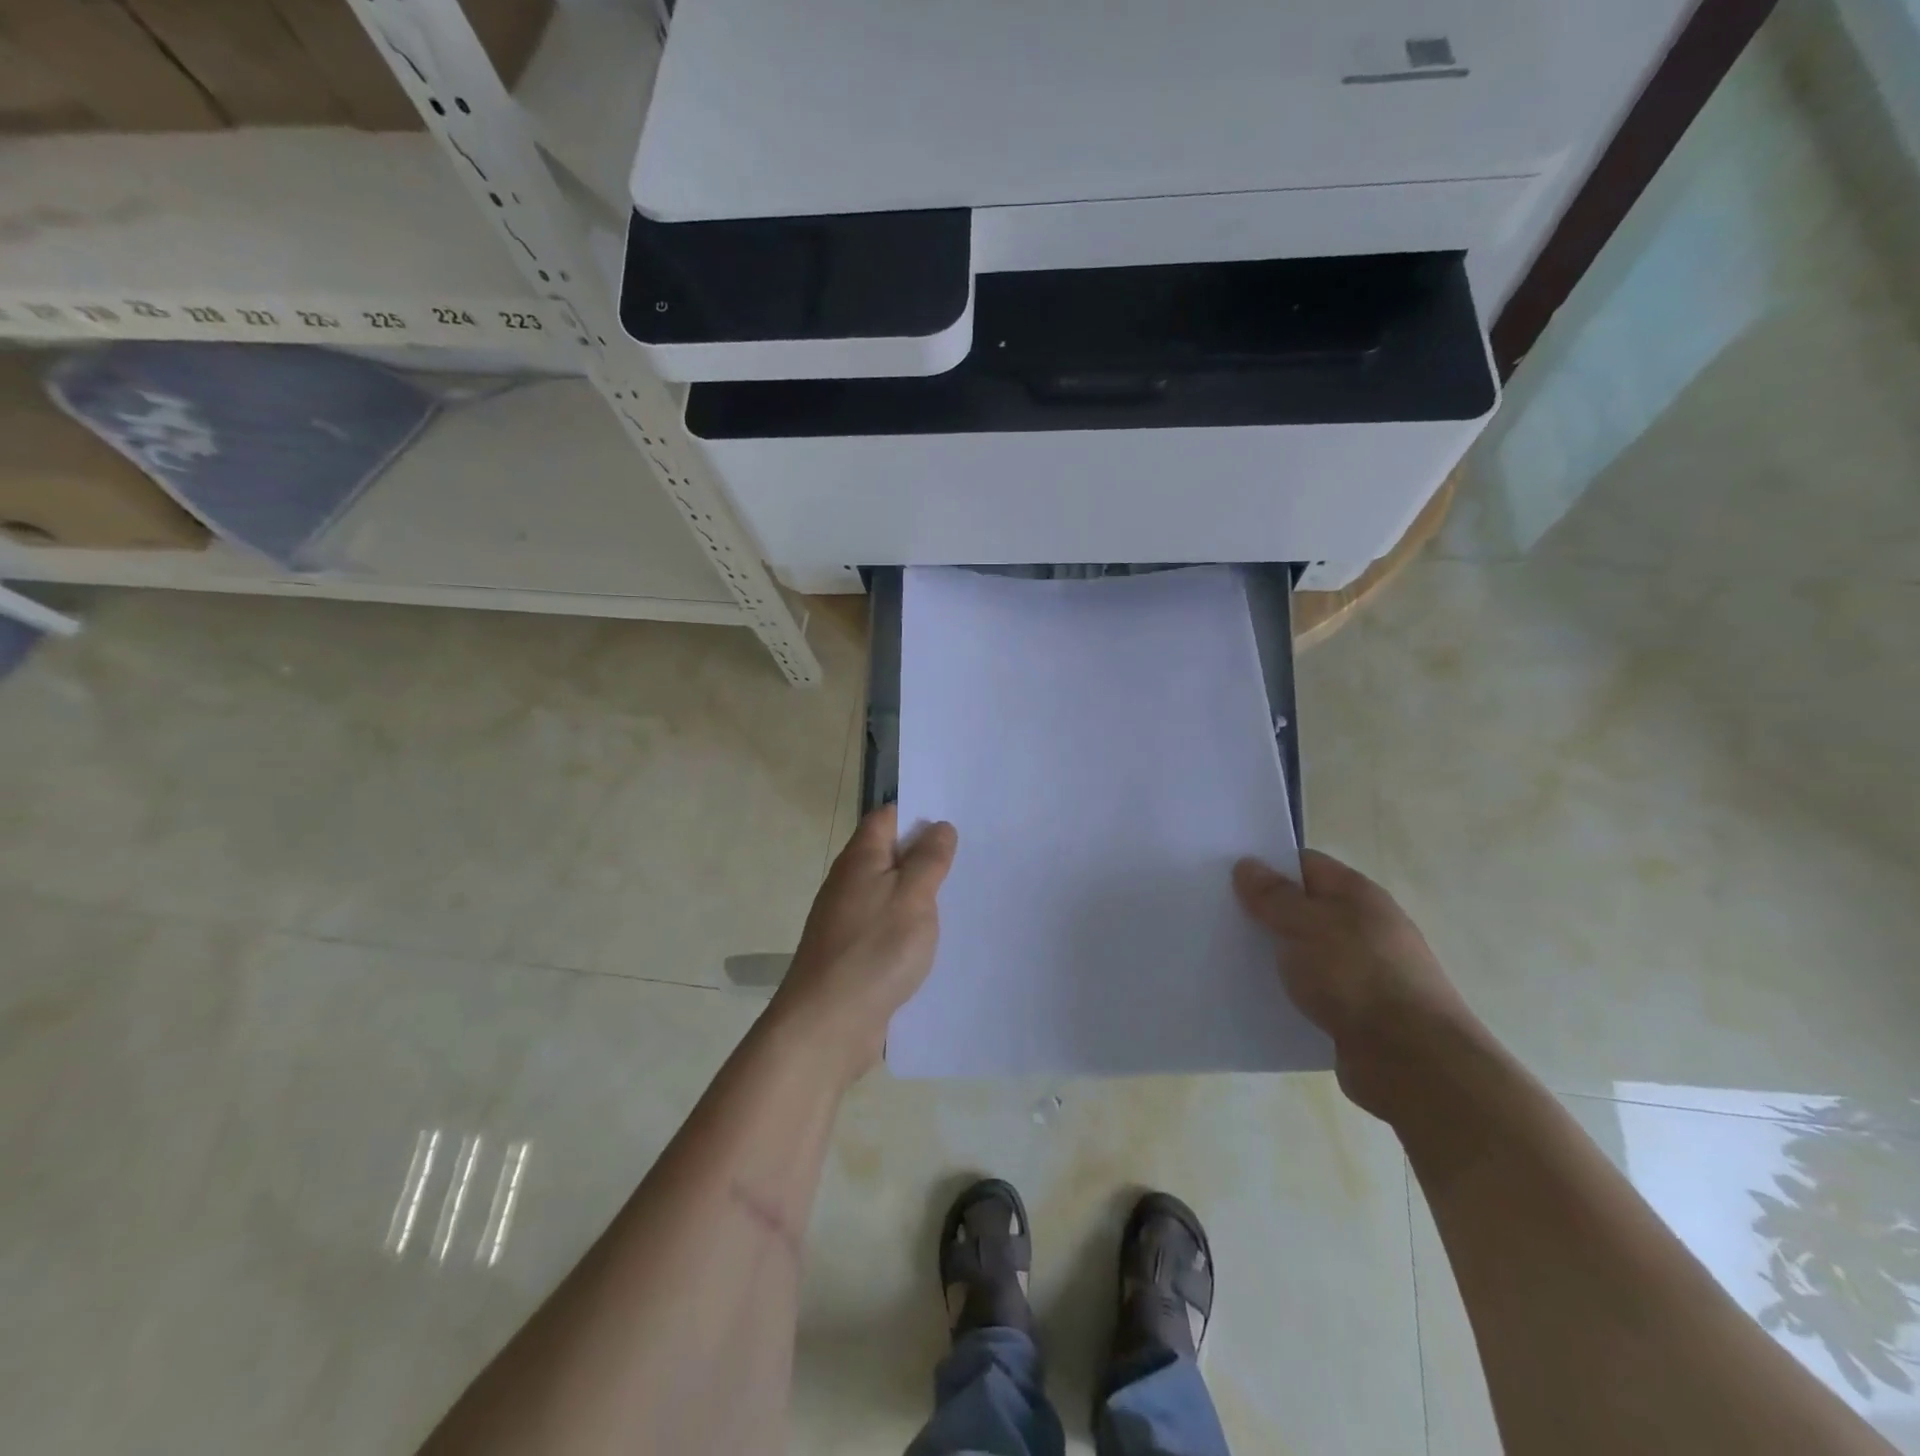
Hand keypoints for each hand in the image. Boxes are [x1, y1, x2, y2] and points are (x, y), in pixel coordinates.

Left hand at [770, 805, 958, 1085]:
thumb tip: (939, 826)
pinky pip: (887, 927)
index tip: (956, 818)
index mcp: (860, 859)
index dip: (919, 812)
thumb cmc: (874, 950)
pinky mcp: (854, 954)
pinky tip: (936, 940)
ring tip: (963, 895)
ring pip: (891, 893)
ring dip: (921, 894)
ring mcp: (849, 920)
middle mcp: (849, 883)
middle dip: (926, 854)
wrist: (827, 1025)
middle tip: (972, 856)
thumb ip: (928, 860)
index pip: (887, 817)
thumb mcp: (912, 897)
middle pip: (890, 855)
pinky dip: (910, 927)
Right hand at [1233, 850, 1479, 1120]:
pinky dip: (1287, 991)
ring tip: (1227, 957)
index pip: (1305, 865)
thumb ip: (1274, 896)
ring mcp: (1363, 971)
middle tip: (1217, 916)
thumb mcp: (1306, 925)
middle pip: (1303, 908)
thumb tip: (1248, 865)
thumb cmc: (1357, 977)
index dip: (1266, 866)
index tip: (1226, 875)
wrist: (1413, 1063)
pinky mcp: (1357, 1011)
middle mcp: (1364, 927)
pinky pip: (1312, 990)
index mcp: (1358, 895)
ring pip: (1305, 952)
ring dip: (1273, 956)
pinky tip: (1258, 997)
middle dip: (1264, 912)